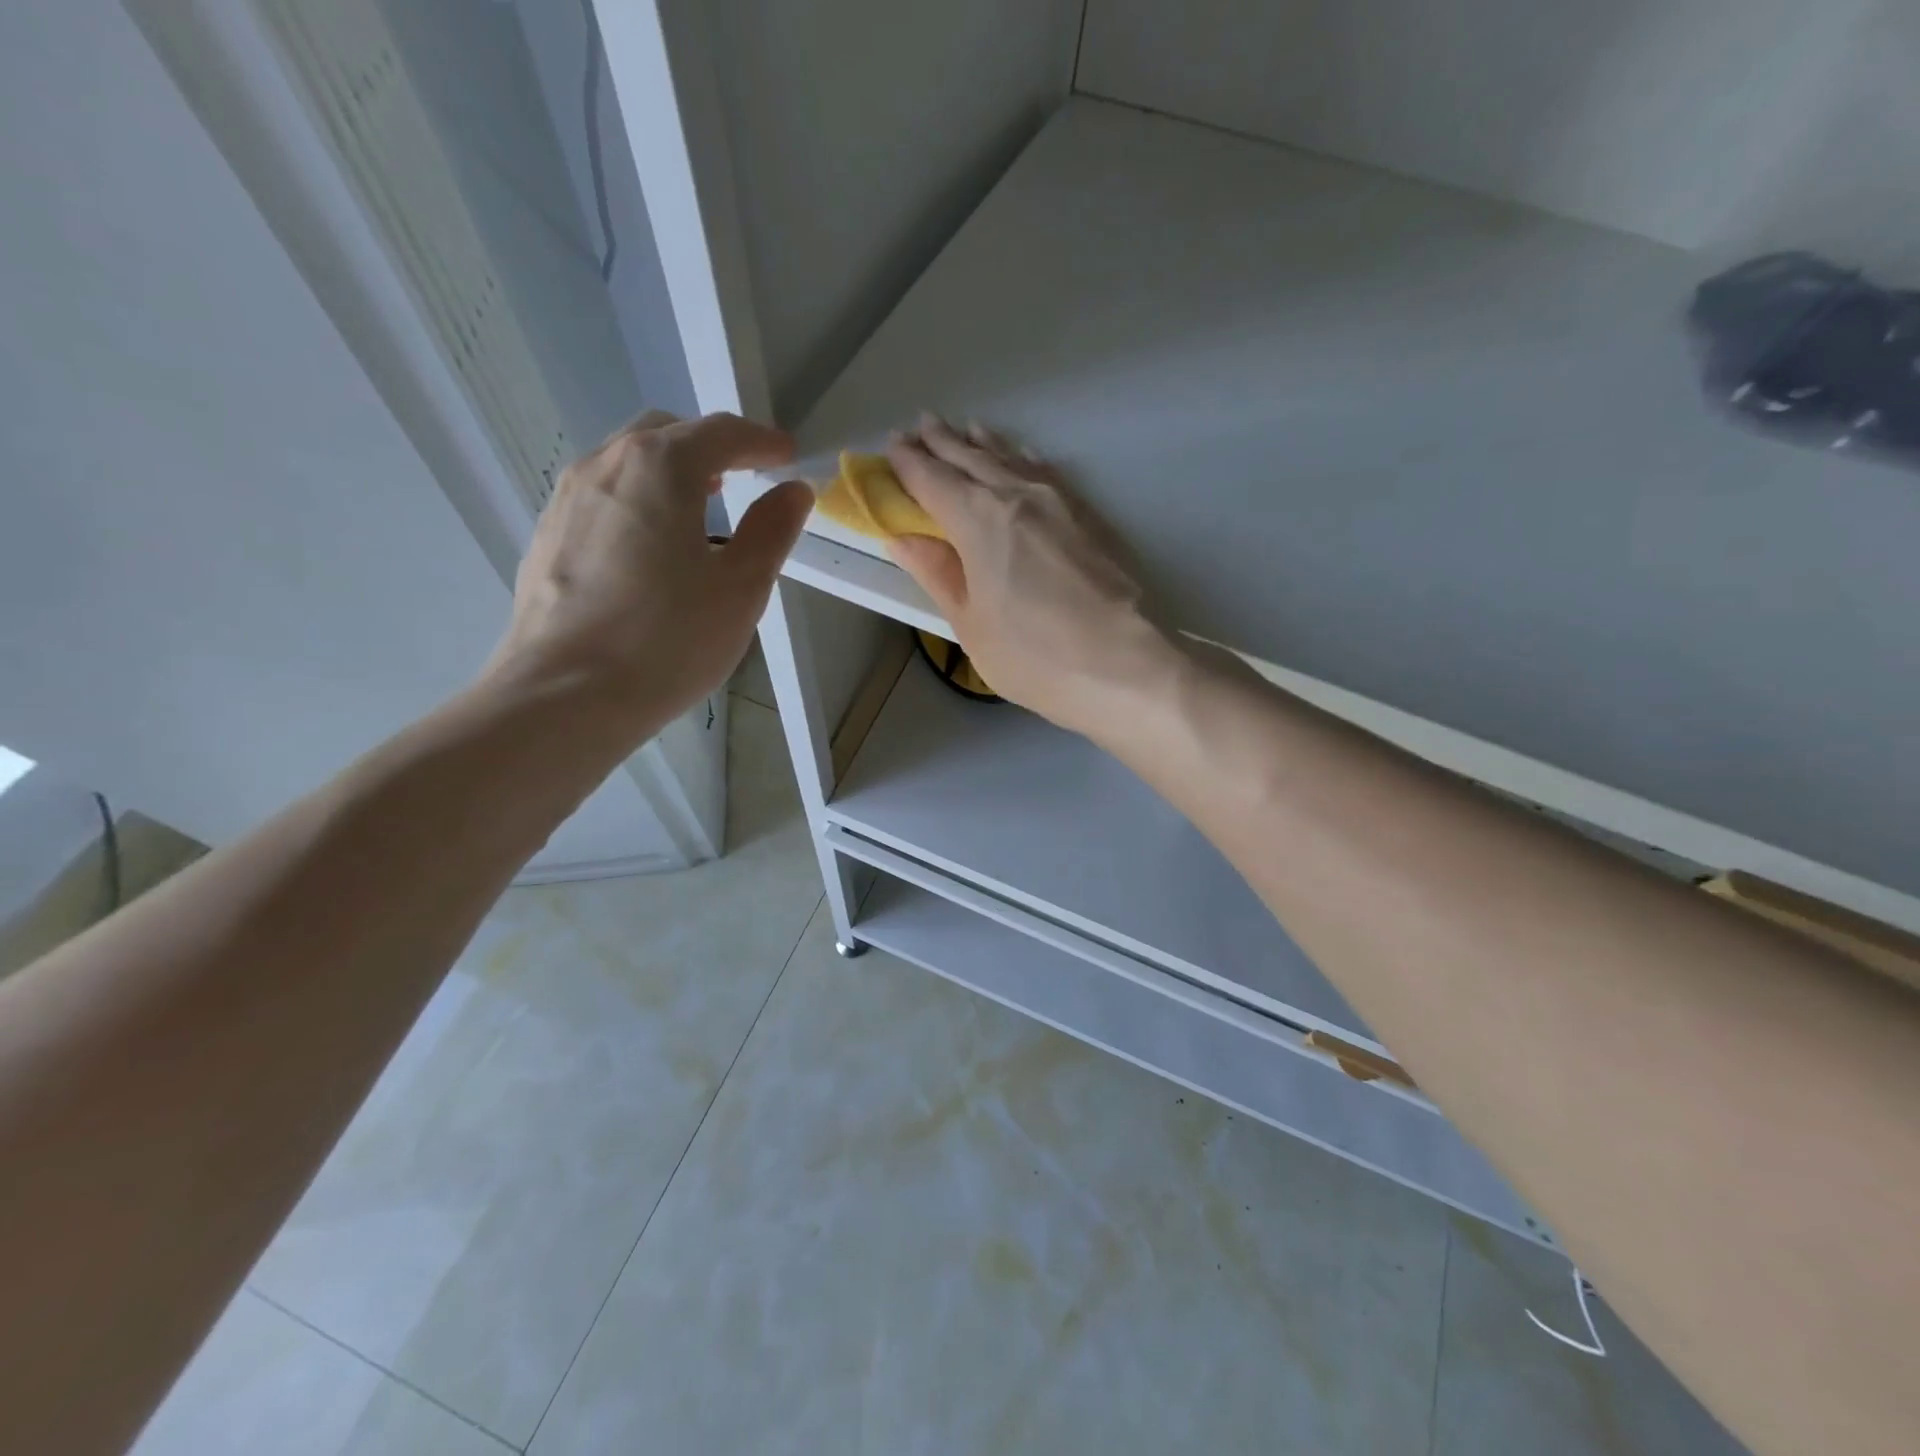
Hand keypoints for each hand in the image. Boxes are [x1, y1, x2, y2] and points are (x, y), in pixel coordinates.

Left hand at [483, 410, 811, 738]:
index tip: (787, 456)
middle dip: (711, 448)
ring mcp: (567, 499)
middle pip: (666, 433)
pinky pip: (602, 498)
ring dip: (670, 474)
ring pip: (626, 463)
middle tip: (743, 480)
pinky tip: (651, 551)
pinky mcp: (548, 536)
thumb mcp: (741, 588)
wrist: (565, 696)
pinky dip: (638, 502)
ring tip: (699, 514)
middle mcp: (605, 465)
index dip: (761, 441)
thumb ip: (772, 531)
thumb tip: (793, 492)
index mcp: (659, 467)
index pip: (720, 433)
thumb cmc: (667, 639)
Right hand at [883, 415, 1174, 735]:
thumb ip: (937, 573)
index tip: (890, 448)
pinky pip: (1045, 471)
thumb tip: (902, 537)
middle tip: (919, 426)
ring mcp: (1059, 501)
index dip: (907, 464)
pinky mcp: (1088, 515)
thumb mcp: (970, 624)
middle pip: (971, 459)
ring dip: (981, 443)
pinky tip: (1020, 456)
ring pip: (1010, 458)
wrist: (1125, 664)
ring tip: (964, 430)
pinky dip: (1022, 458)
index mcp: (978, 520)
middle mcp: (1017, 496)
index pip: (932, 480)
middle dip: (941, 442)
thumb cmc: (1034, 656)